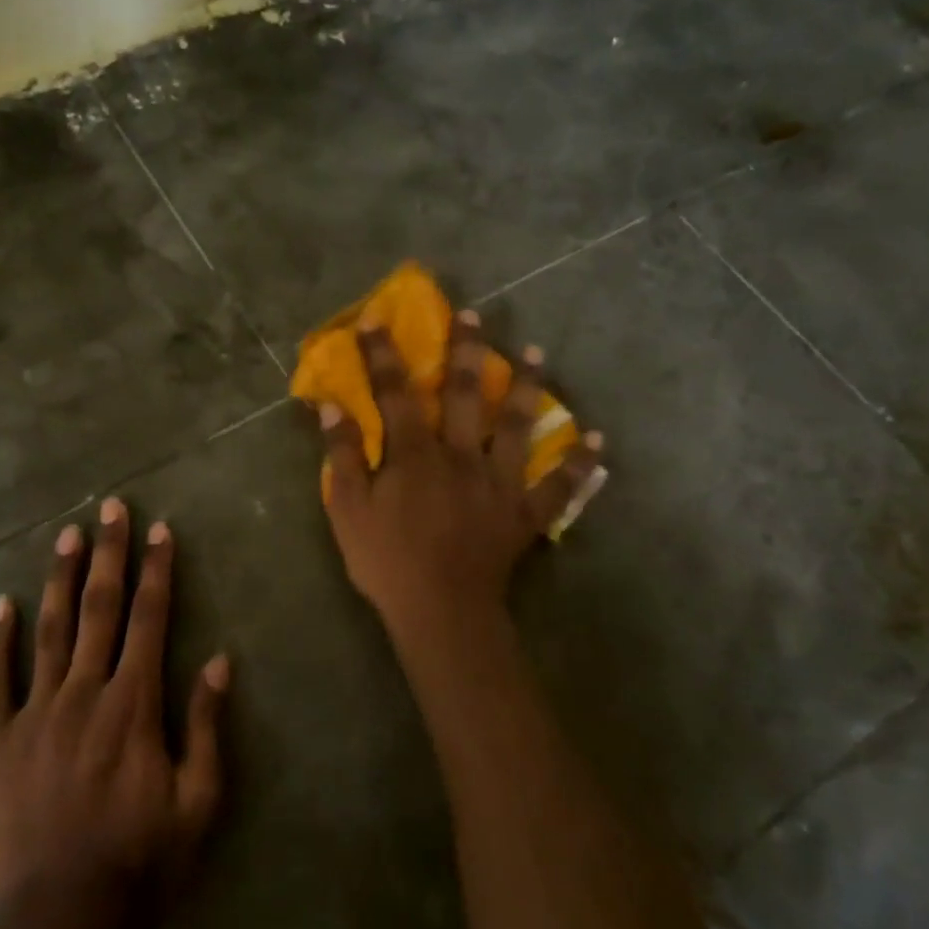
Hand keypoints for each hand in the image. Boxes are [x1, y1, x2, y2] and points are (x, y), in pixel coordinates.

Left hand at [0, 499, 228, 917]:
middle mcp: (85, 692)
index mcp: (134, 703)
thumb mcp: (198, 801)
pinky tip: (1, 605)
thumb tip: (218, 660)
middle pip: (99, 608)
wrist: (61, 921)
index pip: (150, 619)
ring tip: (65, 534)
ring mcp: (36, 713)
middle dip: (108, 554)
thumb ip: (206, 726)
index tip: (159, 531)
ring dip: (59, 578)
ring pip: (50, 630)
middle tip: (110, 507)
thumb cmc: (141, 862)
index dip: (157, 571)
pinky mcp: (0, 741)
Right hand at [318, 312, 605, 638]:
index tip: (376, 318)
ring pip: (517, 424)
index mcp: (415, 454)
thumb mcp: (348, 509)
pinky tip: (597, 443)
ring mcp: (499, 482)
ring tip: (535, 352)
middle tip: (473, 315)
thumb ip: (342, 455)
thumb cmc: (387, 561)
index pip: (396, 392)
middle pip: (465, 394)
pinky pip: (558, 486)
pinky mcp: (524, 513)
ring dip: (526, 385)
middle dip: (465, 350)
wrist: (441, 613)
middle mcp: (461, 455)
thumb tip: (332, 406)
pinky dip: (578, 465)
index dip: (383, 354)